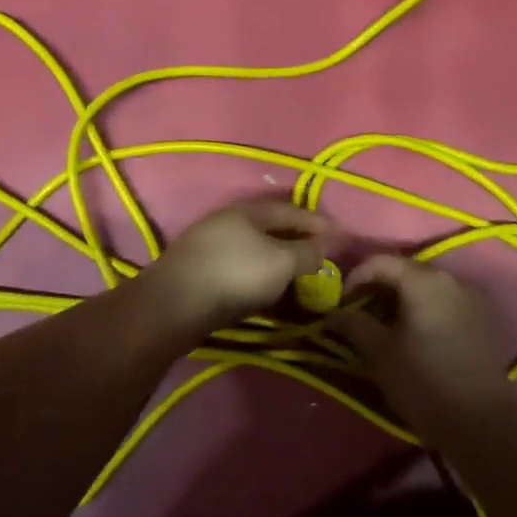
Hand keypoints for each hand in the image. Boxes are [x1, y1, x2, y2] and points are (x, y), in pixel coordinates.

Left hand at [144, 199, 342, 335]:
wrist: (174, 306)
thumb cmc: (235, 275)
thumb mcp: (282, 262)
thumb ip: (310, 251)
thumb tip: (336, 241)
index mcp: (249, 210)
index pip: (293, 210)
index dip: (320, 223)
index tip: (343, 239)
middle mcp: (228, 221)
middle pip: (272, 229)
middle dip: (299, 242)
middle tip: (322, 259)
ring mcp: (210, 246)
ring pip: (255, 250)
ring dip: (278, 262)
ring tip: (299, 278)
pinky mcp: (200, 272)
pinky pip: (241, 269)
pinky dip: (260, 277)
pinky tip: (268, 292)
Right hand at [330, 255, 515, 439]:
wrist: (483, 423)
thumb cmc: (424, 382)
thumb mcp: (380, 353)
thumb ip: (354, 324)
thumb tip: (333, 313)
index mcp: (425, 280)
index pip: (380, 261)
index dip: (354, 277)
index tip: (339, 304)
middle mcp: (451, 279)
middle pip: (404, 271)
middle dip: (375, 288)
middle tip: (356, 314)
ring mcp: (471, 298)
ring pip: (424, 287)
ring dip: (398, 300)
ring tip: (380, 327)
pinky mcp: (481, 320)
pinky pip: (442, 302)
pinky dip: (420, 310)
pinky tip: (410, 335)